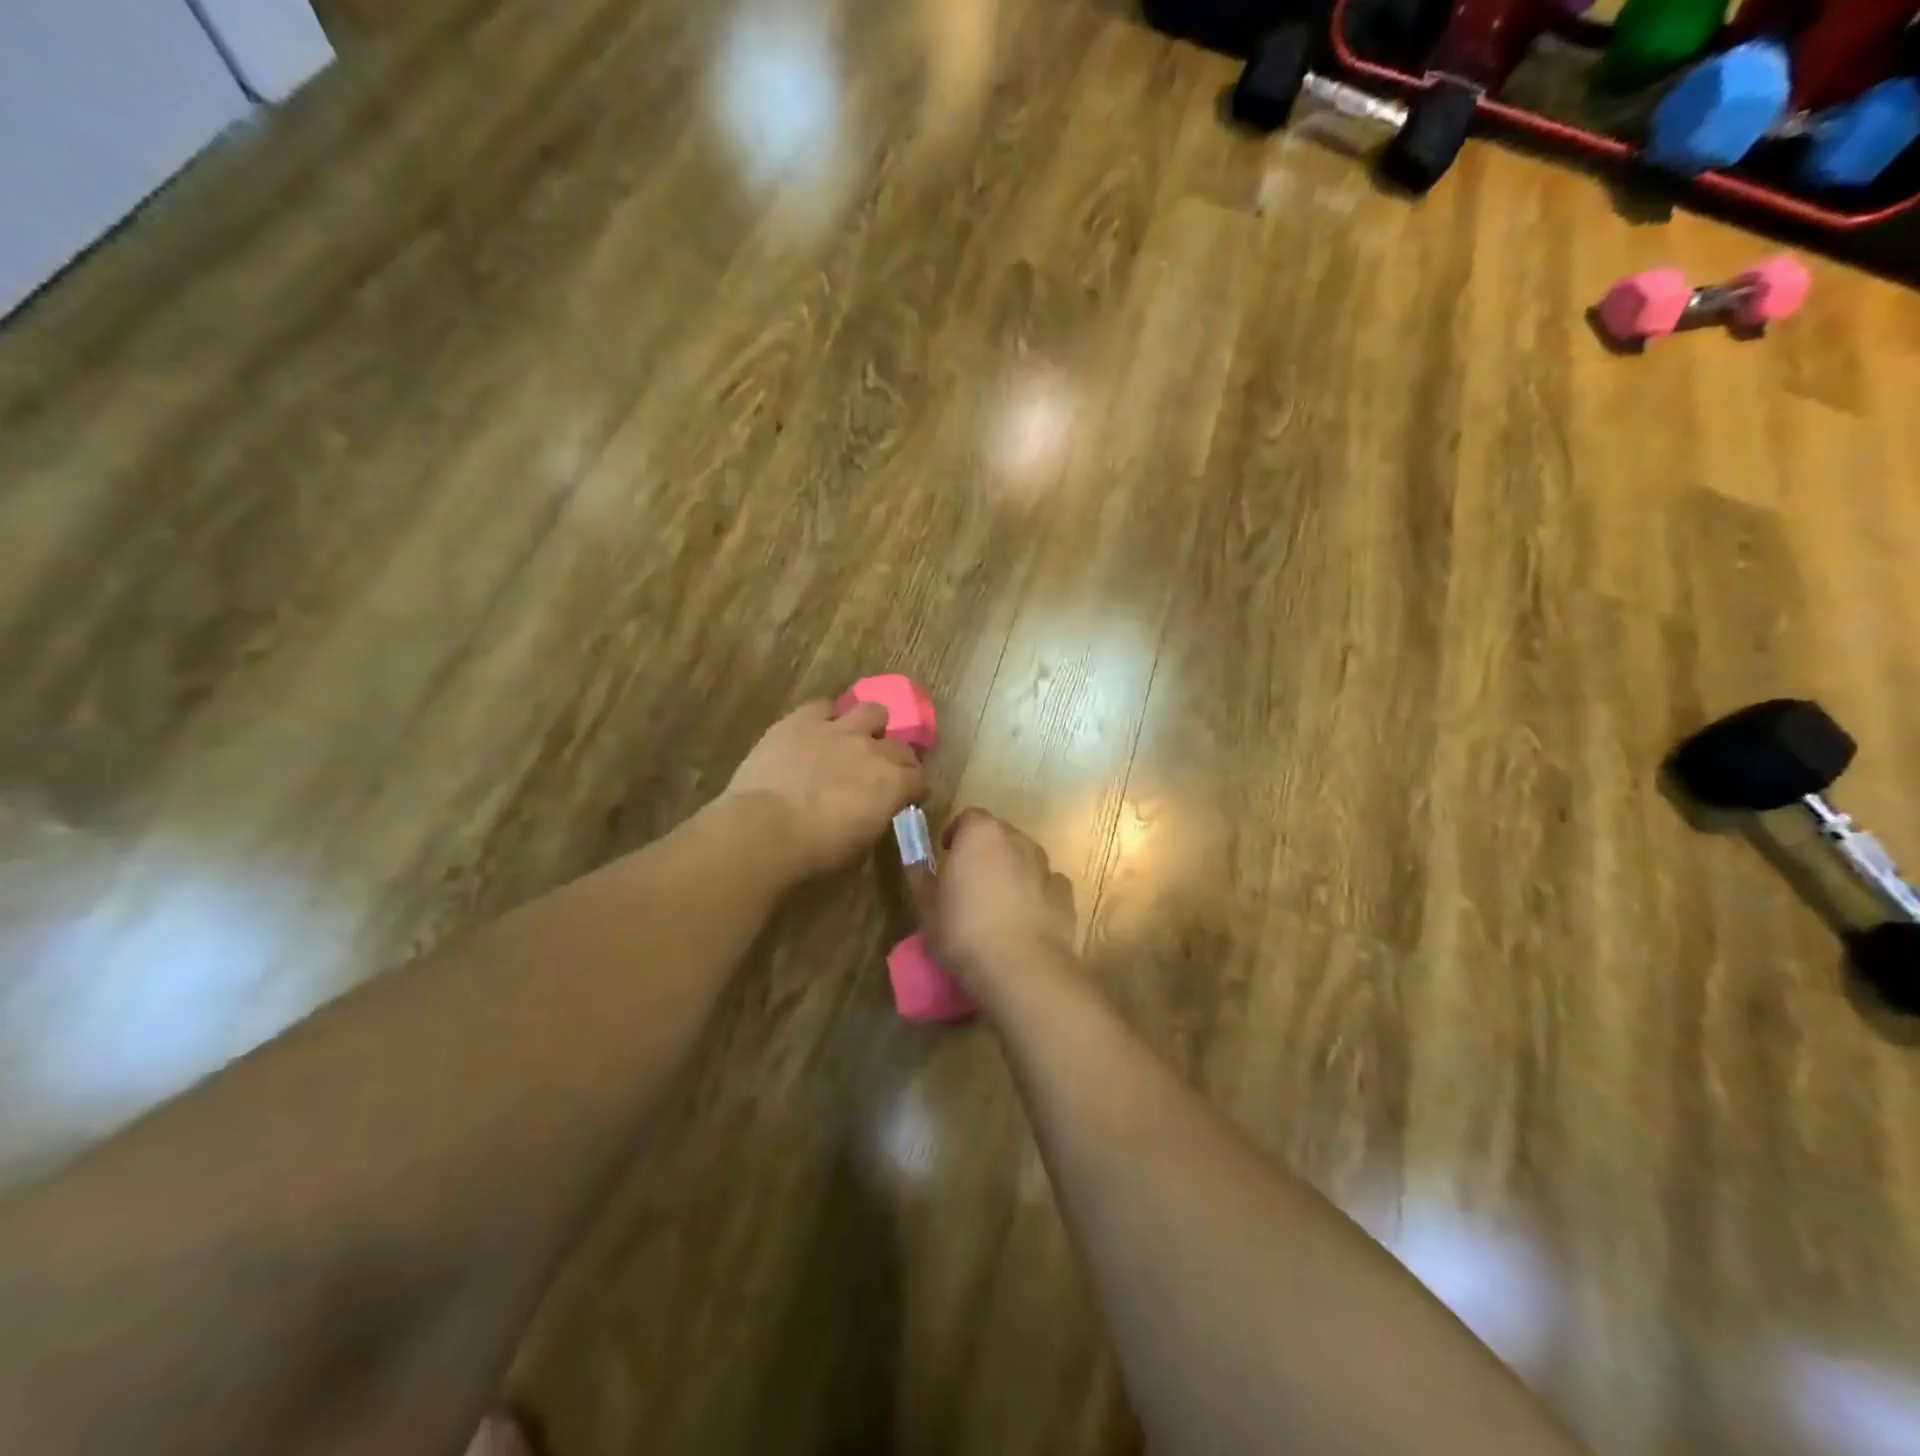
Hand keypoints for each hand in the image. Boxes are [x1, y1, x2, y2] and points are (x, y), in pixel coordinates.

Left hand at [723, 700, 926, 878]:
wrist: (764, 829)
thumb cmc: (815, 852)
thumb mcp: (859, 848)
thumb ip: (874, 820)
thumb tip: (873, 813)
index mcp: (893, 784)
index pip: (918, 780)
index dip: (913, 790)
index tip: (905, 800)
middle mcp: (873, 750)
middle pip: (900, 746)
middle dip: (896, 759)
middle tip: (882, 773)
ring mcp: (839, 729)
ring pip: (872, 711)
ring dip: (870, 725)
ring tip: (856, 739)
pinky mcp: (802, 720)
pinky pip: (824, 706)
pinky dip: (825, 717)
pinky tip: (816, 731)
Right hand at [933, 810, 1077, 991]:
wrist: (1022, 968)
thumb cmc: (964, 932)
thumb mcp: (926, 908)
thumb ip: (921, 879)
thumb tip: (917, 865)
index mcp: (981, 834)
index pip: (968, 818)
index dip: (957, 835)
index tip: (947, 856)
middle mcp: (1017, 840)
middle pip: (999, 836)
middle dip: (984, 852)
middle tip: (969, 882)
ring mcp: (1045, 865)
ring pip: (1024, 858)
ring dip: (1011, 871)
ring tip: (997, 905)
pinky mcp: (1065, 893)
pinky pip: (1045, 885)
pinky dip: (1035, 894)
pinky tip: (1025, 921)